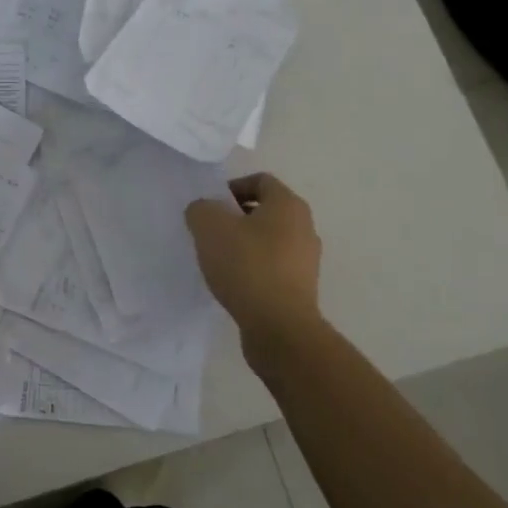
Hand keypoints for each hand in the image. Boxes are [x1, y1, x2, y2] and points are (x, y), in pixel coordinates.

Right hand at [185, 173, 323, 353]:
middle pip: (265, 211)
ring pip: (269, 240)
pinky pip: (272, 267)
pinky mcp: (301, 287)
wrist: (279, 327)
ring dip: (244, 245)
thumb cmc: (247, 266)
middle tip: (210, 232)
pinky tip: (234, 282)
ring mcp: (306, 259)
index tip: (211, 207)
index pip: (260, 180)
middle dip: (235, 217)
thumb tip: (204, 211)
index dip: (232, 187)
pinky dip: (253, 268)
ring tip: (219, 260)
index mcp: (288, 204)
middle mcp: (304, 227)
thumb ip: (201, 209)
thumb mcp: (210, 227)